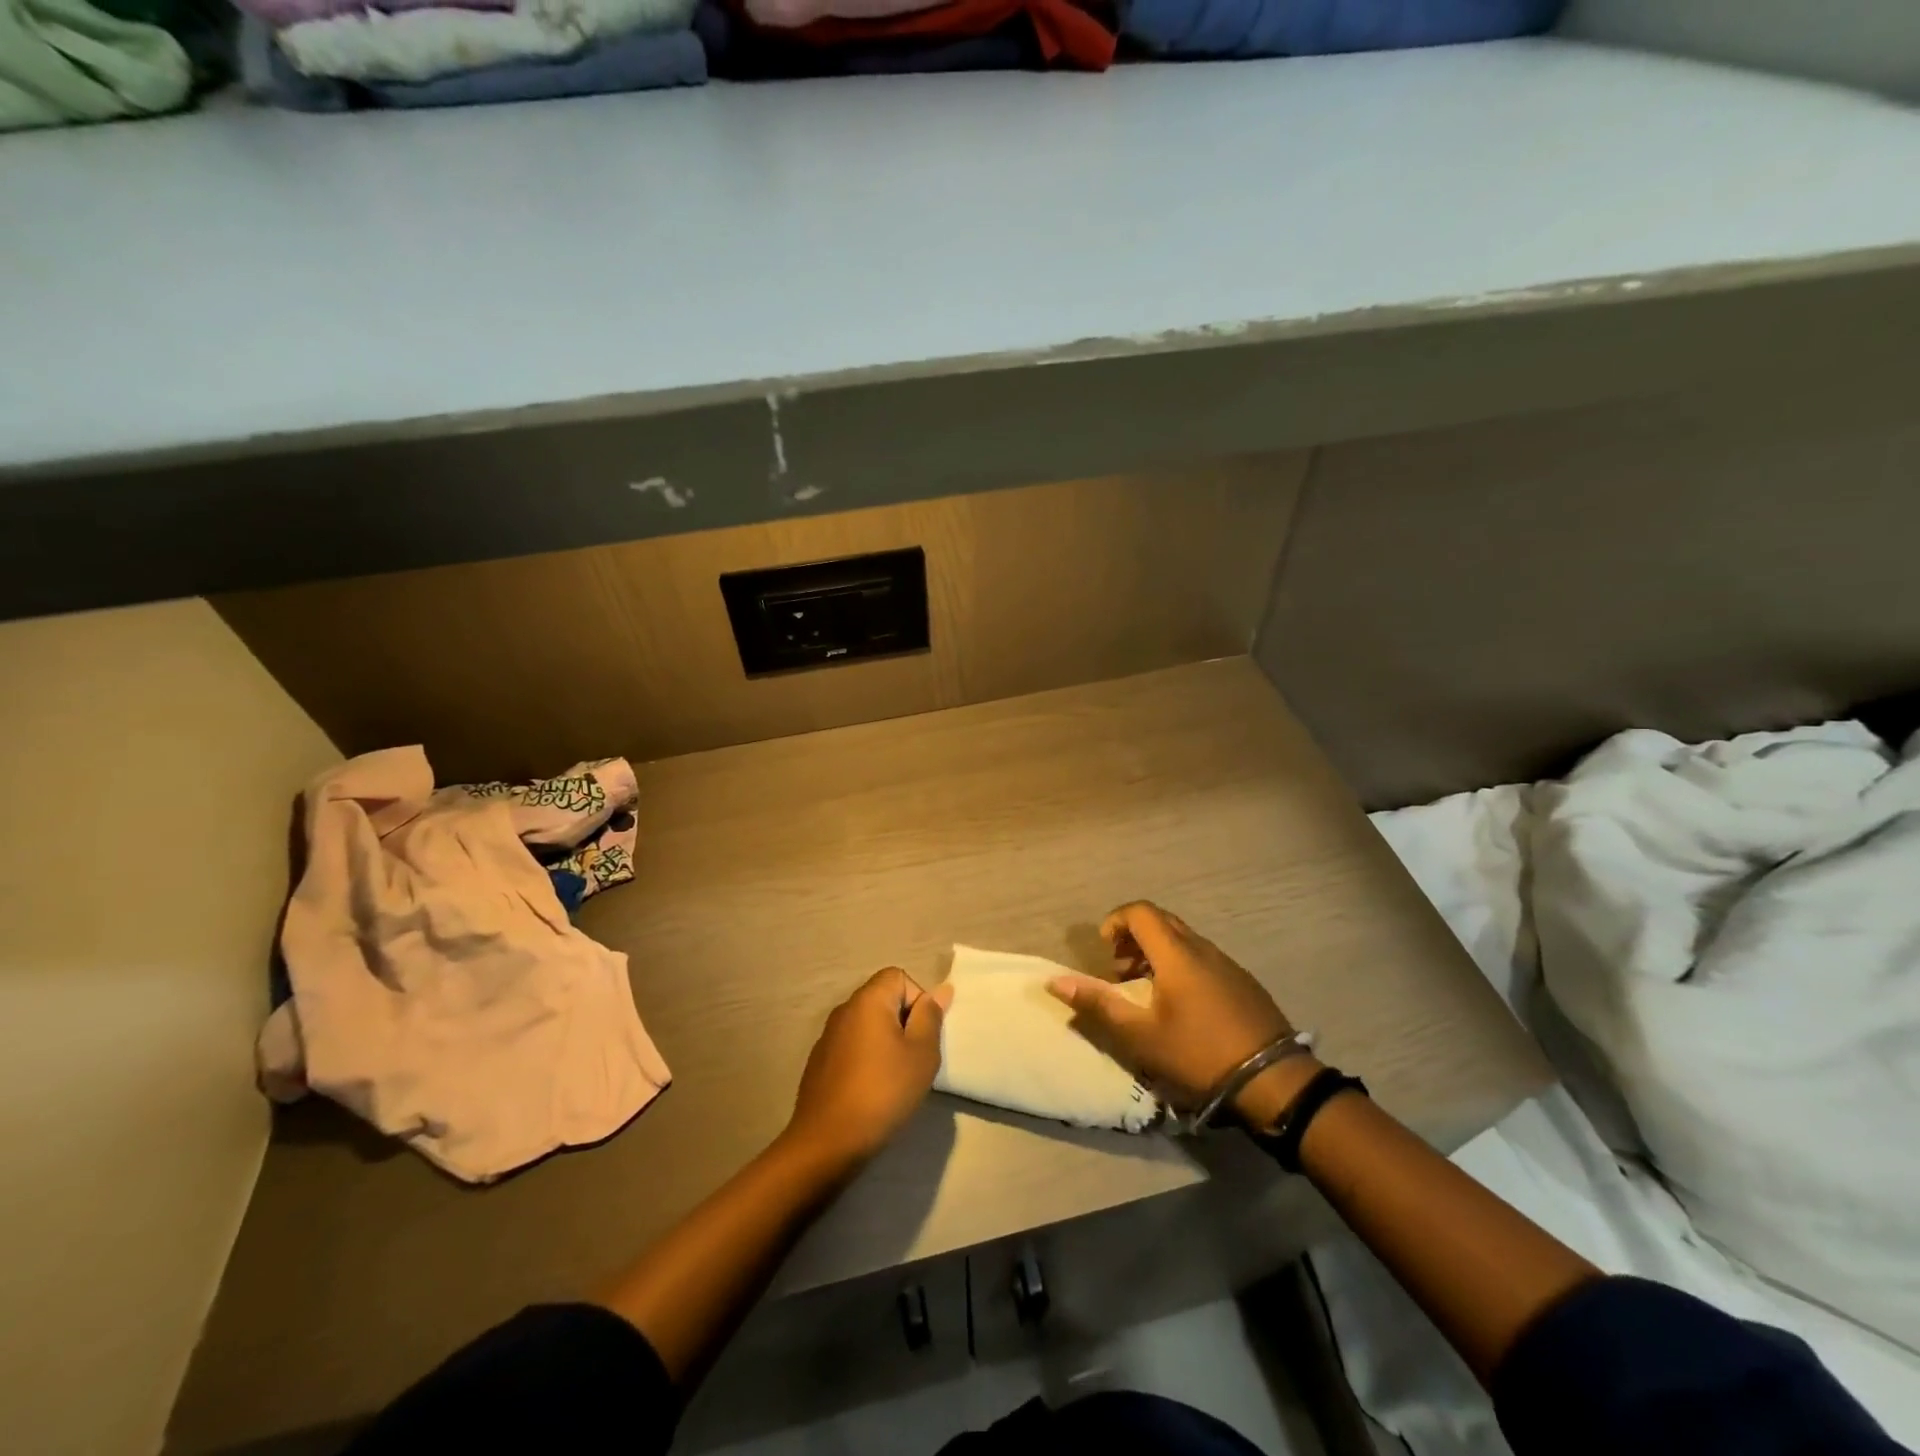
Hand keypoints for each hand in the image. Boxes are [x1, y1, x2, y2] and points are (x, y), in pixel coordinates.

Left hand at [785, 967, 951, 1169]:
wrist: (827, 1142)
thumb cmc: (883, 1092)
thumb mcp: (921, 1054)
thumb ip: (931, 1017)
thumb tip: (940, 990)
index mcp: (868, 1000)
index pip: (899, 976)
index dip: (918, 1000)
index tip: (922, 1035)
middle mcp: (844, 1010)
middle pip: (883, 999)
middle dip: (904, 1023)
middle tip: (914, 1059)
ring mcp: (827, 1036)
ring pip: (868, 1025)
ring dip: (885, 1043)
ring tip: (895, 1078)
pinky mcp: (819, 1062)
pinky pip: (852, 1047)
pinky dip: (866, 1060)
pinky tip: (870, 1091)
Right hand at [1046, 901, 1316, 1129]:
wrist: (1274, 1080)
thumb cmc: (1199, 1054)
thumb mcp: (1141, 1035)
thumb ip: (1098, 1004)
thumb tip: (1056, 981)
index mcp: (1176, 953)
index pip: (1140, 912)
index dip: (1115, 921)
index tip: (1103, 949)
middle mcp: (1202, 948)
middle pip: (1162, 922)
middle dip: (1133, 936)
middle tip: (1118, 968)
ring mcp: (1227, 963)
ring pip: (1183, 940)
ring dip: (1156, 952)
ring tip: (1145, 987)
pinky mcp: (1243, 982)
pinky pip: (1202, 957)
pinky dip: (1180, 964)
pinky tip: (1181, 1004)